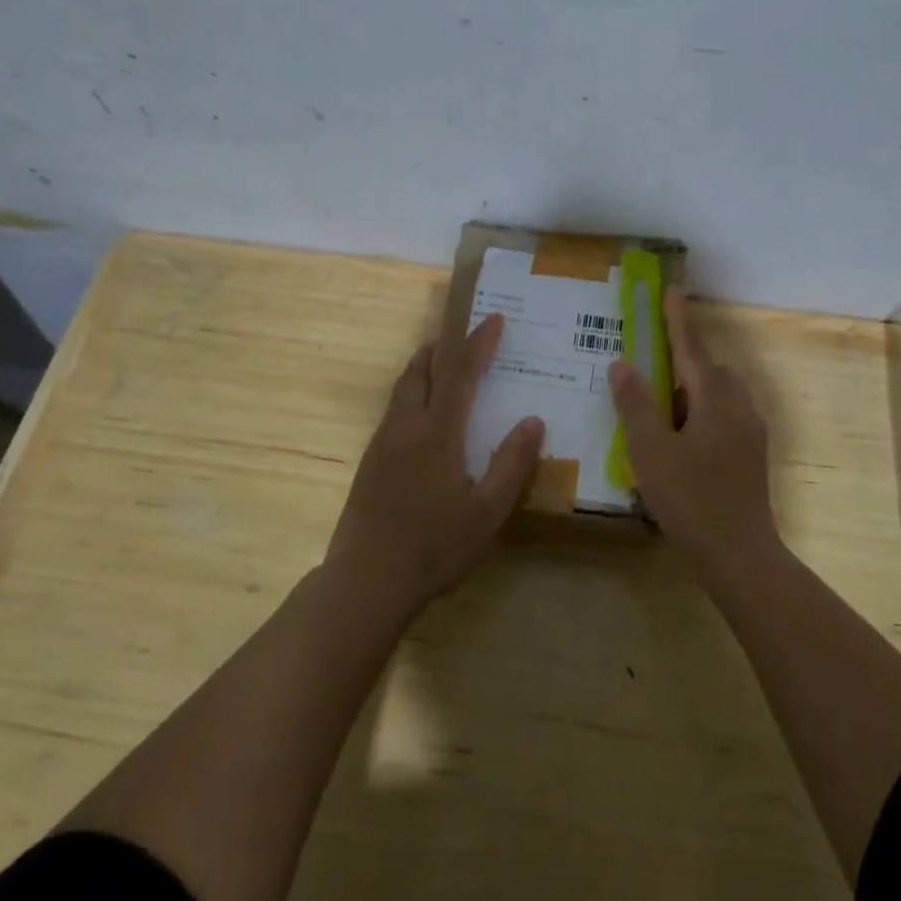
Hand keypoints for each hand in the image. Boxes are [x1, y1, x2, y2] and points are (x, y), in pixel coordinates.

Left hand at [326, 313, 543, 611]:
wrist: (366, 580)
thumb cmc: (435, 547)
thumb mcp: (488, 512)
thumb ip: (512, 464)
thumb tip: (533, 421)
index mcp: (437, 434)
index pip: (461, 374)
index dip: (479, 344)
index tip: (494, 319)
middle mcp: (406, 428)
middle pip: (421, 371)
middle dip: (442, 347)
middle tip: (462, 334)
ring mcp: (382, 444)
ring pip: (402, 390)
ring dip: (424, 369)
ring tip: (442, 365)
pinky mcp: (369, 463)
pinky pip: (394, 411)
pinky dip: (412, 394)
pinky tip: (422, 417)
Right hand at [608, 287, 778, 574]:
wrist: (740, 554)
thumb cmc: (691, 499)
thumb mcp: (651, 450)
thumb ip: (636, 404)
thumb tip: (622, 364)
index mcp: (715, 399)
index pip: (691, 348)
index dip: (678, 318)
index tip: (672, 289)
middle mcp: (738, 406)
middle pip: (708, 370)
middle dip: (682, 358)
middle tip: (650, 358)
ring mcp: (749, 431)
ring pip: (717, 395)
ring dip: (690, 388)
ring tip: (658, 402)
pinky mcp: (750, 454)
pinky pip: (722, 416)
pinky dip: (699, 412)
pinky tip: (678, 437)